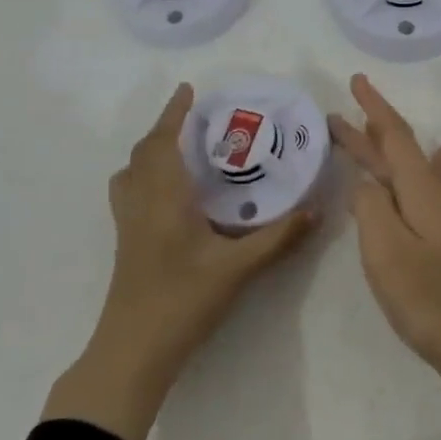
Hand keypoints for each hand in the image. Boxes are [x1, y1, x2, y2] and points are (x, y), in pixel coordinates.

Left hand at [45, 83, 315, 439]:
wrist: (133, 350)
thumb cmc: (183, 301)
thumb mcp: (237, 269)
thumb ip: (277, 238)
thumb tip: (315, 210)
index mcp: (164, 196)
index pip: (164, 141)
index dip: (174, 112)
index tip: (188, 89)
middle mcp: (140, 201)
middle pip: (144, 151)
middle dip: (166, 128)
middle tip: (195, 119)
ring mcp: (127, 223)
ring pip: (131, 171)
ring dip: (152, 151)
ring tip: (180, 150)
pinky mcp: (124, 242)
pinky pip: (129, 192)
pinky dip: (144, 175)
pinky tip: (168, 195)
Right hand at [329, 73, 440, 376]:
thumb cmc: (429, 298)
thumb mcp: (386, 250)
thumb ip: (371, 207)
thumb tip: (364, 183)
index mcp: (418, 192)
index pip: (394, 137)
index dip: (373, 108)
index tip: (355, 80)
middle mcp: (431, 196)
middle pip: (396, 152)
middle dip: (367, 130)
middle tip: (333, 115)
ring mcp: (438, 218)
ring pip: (405, 170)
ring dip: (382, 150)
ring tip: (365, 130)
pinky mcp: (439, 239)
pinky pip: (419, 189)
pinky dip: (420, 168)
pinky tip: (435, 159)